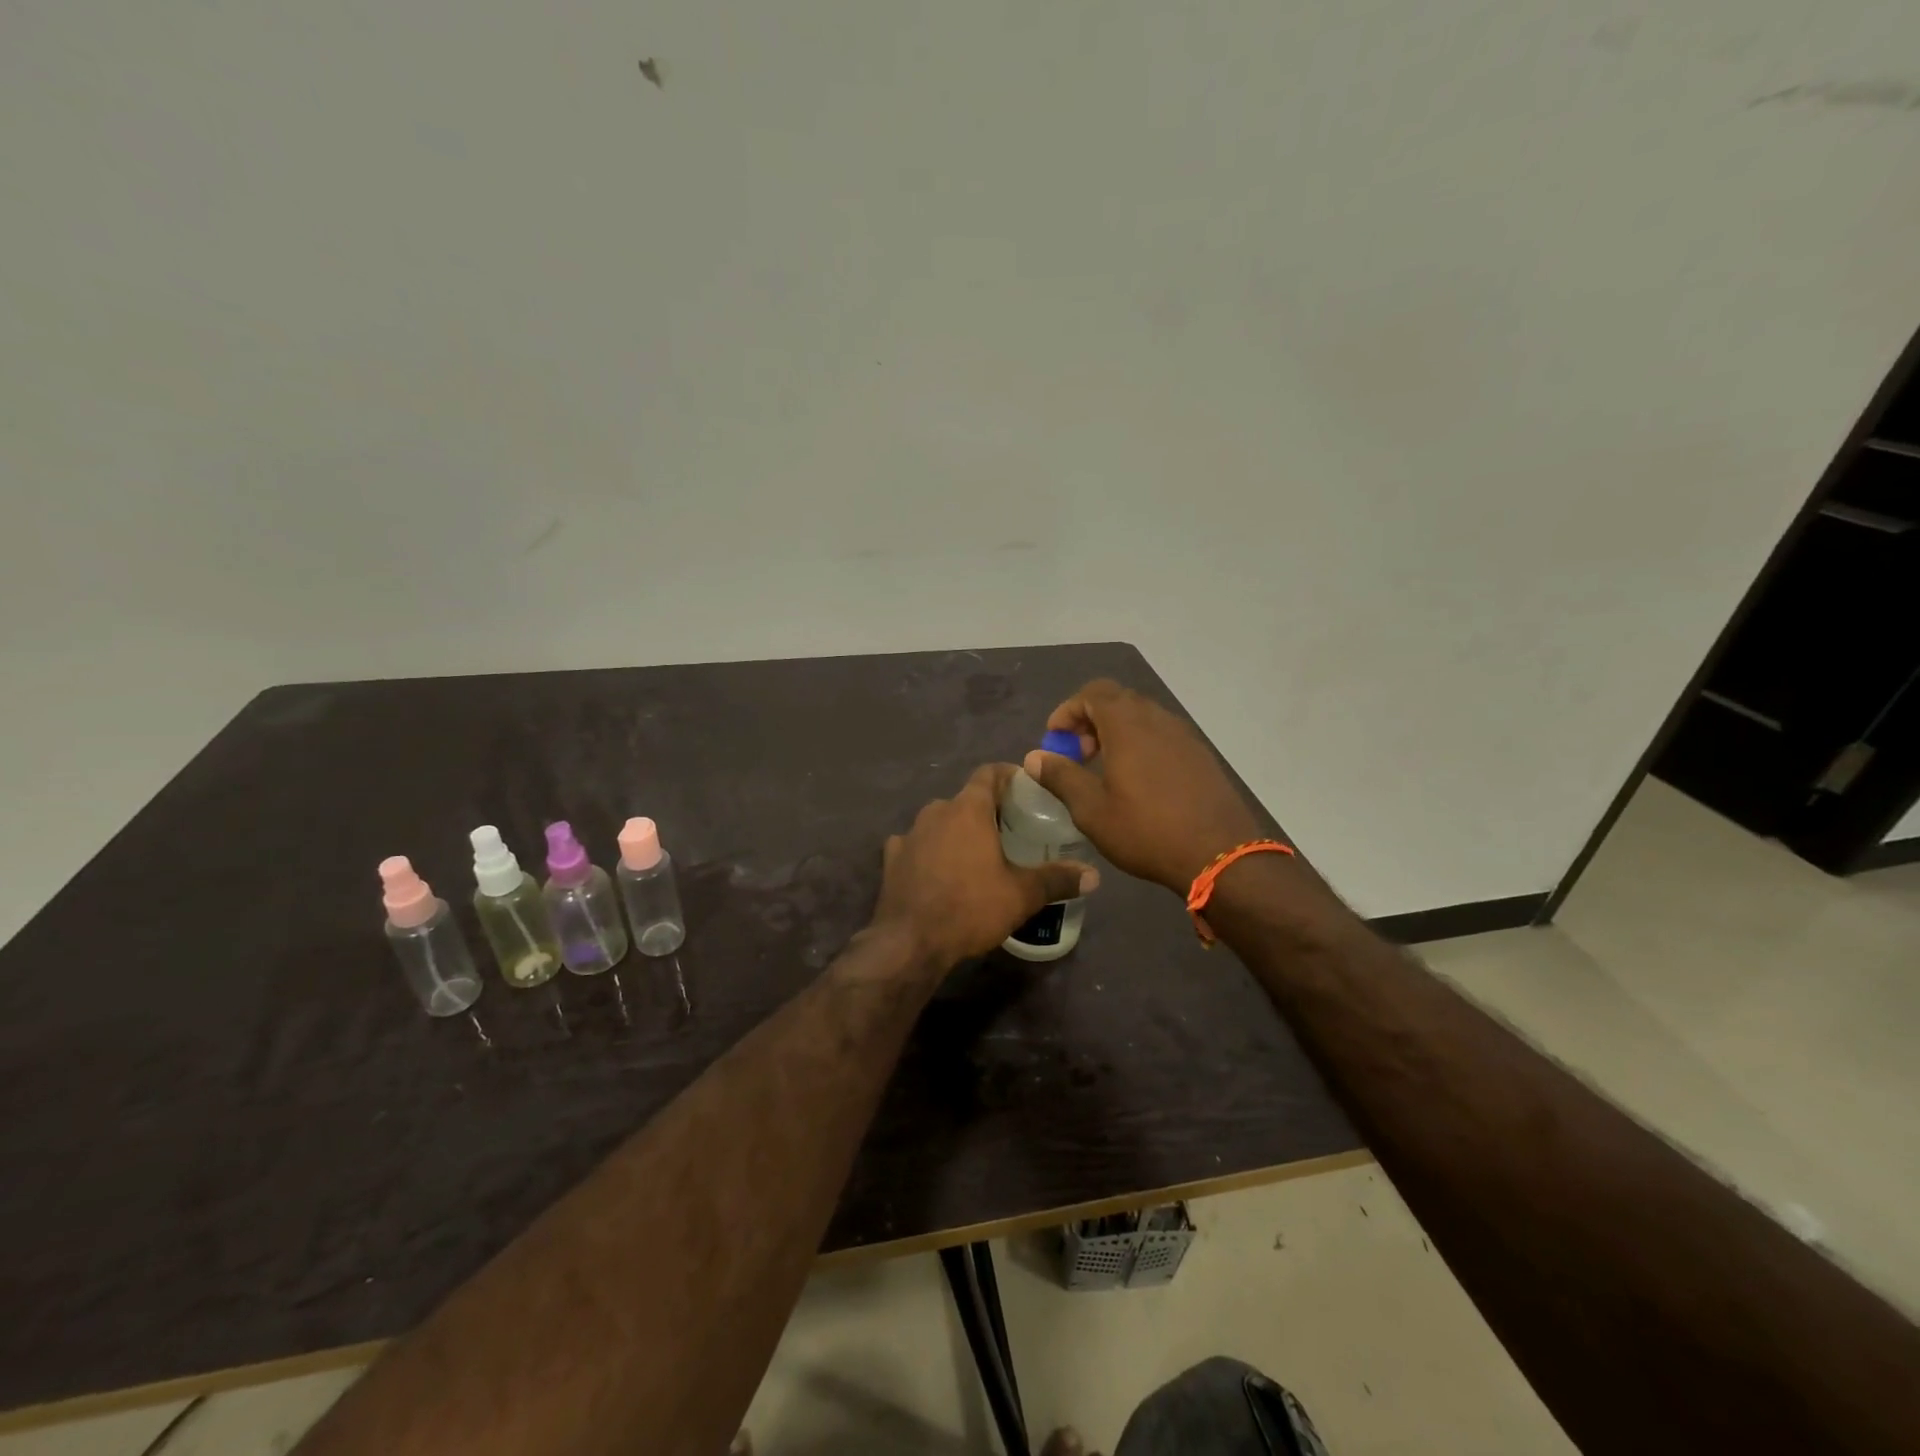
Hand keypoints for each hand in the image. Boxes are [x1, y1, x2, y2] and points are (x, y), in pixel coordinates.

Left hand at [873, 764, 1098, 967]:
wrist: (910, 942)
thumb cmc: (970, 908)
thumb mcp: (1022, 895)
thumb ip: (1057, 879)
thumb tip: (1094, 875)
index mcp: (968, 809)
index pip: (989, 773)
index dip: (1008, 775)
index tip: (1025, 788)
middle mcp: (936, 811)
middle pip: (966, 799)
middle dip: (987, 809)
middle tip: (1010, 829)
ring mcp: (909, 834)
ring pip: (940, 821)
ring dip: (958, 830)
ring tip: (978, 853)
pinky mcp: (891, 858)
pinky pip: (916, 844)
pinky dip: (930, 851)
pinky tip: (939, 871)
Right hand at [1023, 680, 1264, 893]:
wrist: (1220, 855)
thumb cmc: (1147, 831)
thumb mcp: (1092, 810)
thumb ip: (1061, 777)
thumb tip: (1035, 757)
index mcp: (1128, 725)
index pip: (1092, 693)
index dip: (1067, 711)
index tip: (1055, 740)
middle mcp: (1157, 719)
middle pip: (1117, 700)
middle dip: (1090, 720)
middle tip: (1078, 754)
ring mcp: (1184, 736)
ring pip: (1142, 717)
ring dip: (1116, 732)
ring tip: (1105, 769)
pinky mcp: (1200, 755)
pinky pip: (1162, 735)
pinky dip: (1140, 744)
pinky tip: (1137, 782)